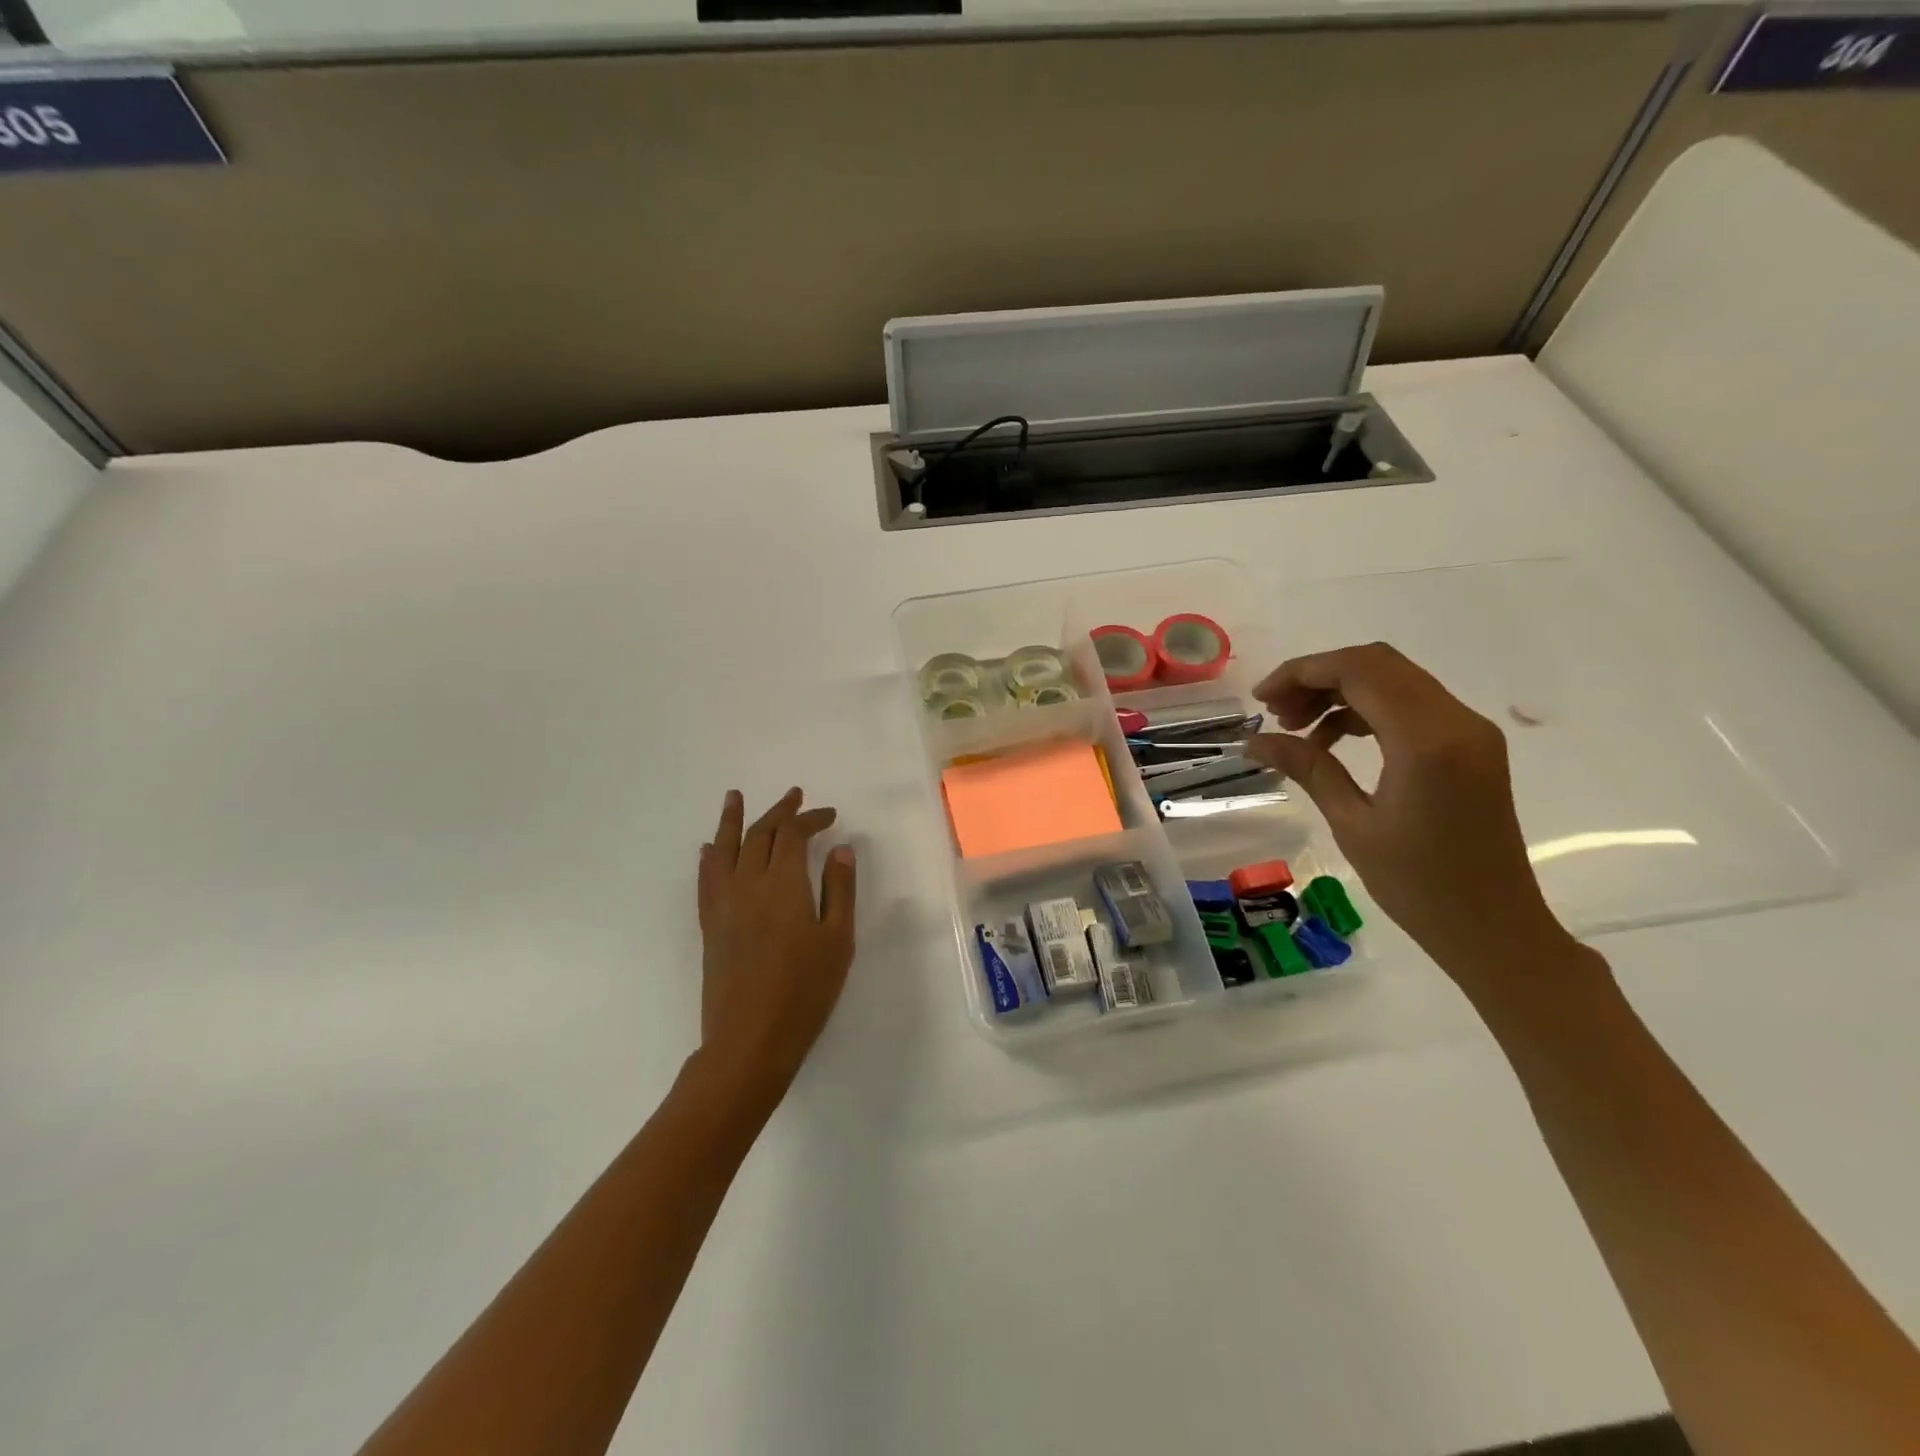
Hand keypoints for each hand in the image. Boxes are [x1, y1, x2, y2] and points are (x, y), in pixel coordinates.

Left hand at [695, 788, 856, 1110]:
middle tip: (794, 796)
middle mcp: (748, 884)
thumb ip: (839, 890)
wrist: (749, 1040)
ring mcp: (723, 904)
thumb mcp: (837, 941)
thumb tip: (840, 849)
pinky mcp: (710, 925)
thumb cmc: (804, 991)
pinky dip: (710, 857)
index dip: (810, 818)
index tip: (829, 815)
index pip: (792, 835)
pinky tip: (709, 849)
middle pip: (759, 834)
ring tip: (734, 796)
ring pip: (725, 849)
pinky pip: (706, 879)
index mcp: (783, 884)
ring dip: (732, 820)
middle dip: (778, 812)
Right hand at [1246, 643, 1567, 984]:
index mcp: (1426, 741)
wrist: (1495, 928)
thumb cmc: (1418, 886)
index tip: (1260, 699)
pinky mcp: (1470, 745)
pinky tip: (1332, 740)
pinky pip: (1411, 705)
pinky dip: (1366, 709)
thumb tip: (1254, 741)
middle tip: (1275, 713)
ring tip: (1296, 728)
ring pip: (1394, 680)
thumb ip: (1308, 767)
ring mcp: (1469, 730)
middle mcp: (1456, 721)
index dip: (1302, 673)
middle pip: (1377, 664)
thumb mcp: (1352, 824)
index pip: (1359, 670)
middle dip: (1318, 677)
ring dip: (1340, 692)